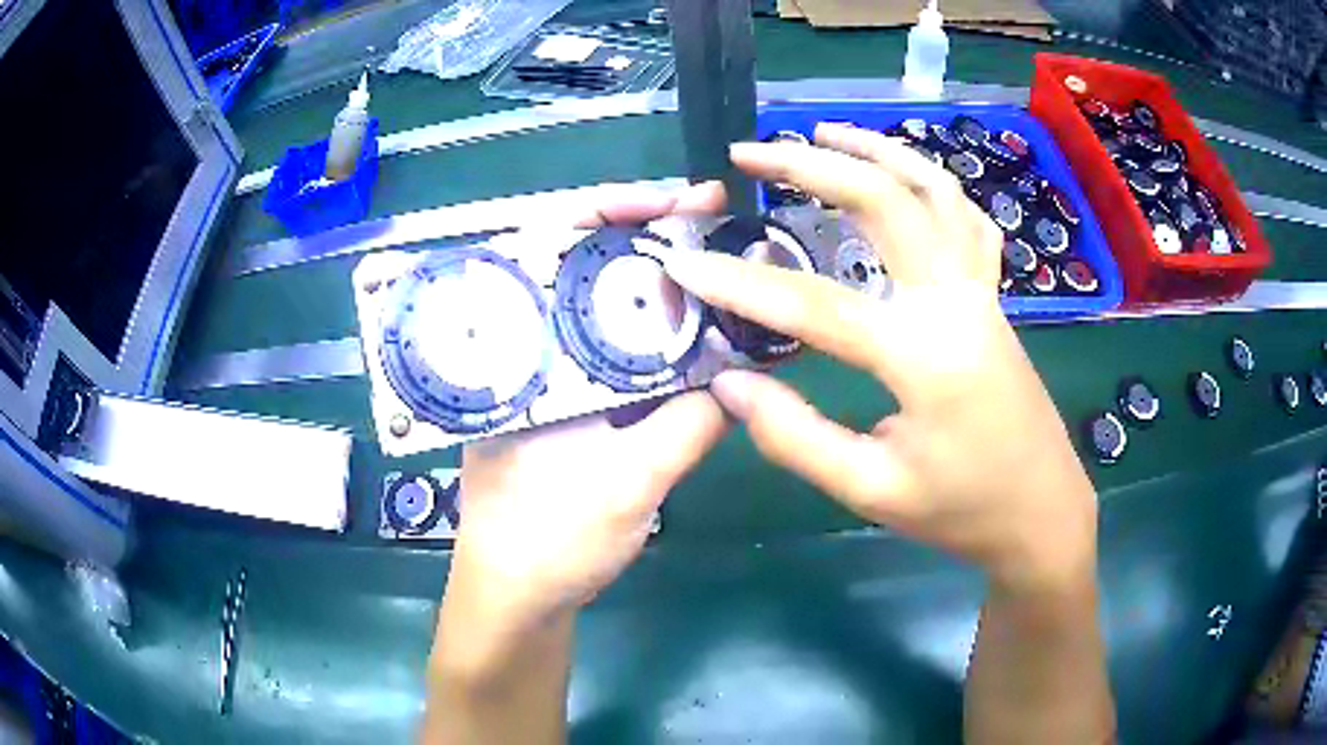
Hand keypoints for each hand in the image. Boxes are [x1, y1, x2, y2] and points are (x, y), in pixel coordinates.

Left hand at [441, 183, 728, 659]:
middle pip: (582, 267)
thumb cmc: (549, 543)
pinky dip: (651, 335)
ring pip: (599, 308)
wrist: (517, 598)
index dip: (612, 214)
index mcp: (520, 354)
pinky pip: (611, 352)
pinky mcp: (566, 406)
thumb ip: (688, 426)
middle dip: (646, 237)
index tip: (674, 201)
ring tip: (713, 260)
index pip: (552, 252)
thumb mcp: (628, 485)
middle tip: (711, 219)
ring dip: (652, 283)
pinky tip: (691, 328)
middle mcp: (527, 353)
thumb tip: (741, 377)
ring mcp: (547, 378)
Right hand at [660, 124, 1098, 593]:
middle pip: (884, 202)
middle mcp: (955, 301)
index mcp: (924, 355)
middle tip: (750, 152)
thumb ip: (796, 437)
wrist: (1041, 512)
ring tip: (824, 133)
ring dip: (878, 151)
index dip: (740, 284)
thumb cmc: (962, 510)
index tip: (684, 264)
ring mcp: (982, 290)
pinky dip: (932, 182)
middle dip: (810, 166)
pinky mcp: (994, 296)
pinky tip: (902, 177)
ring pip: (935, 190)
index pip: (815, 305)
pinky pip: (967, 218)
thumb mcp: (872, 490)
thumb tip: (730, 385)